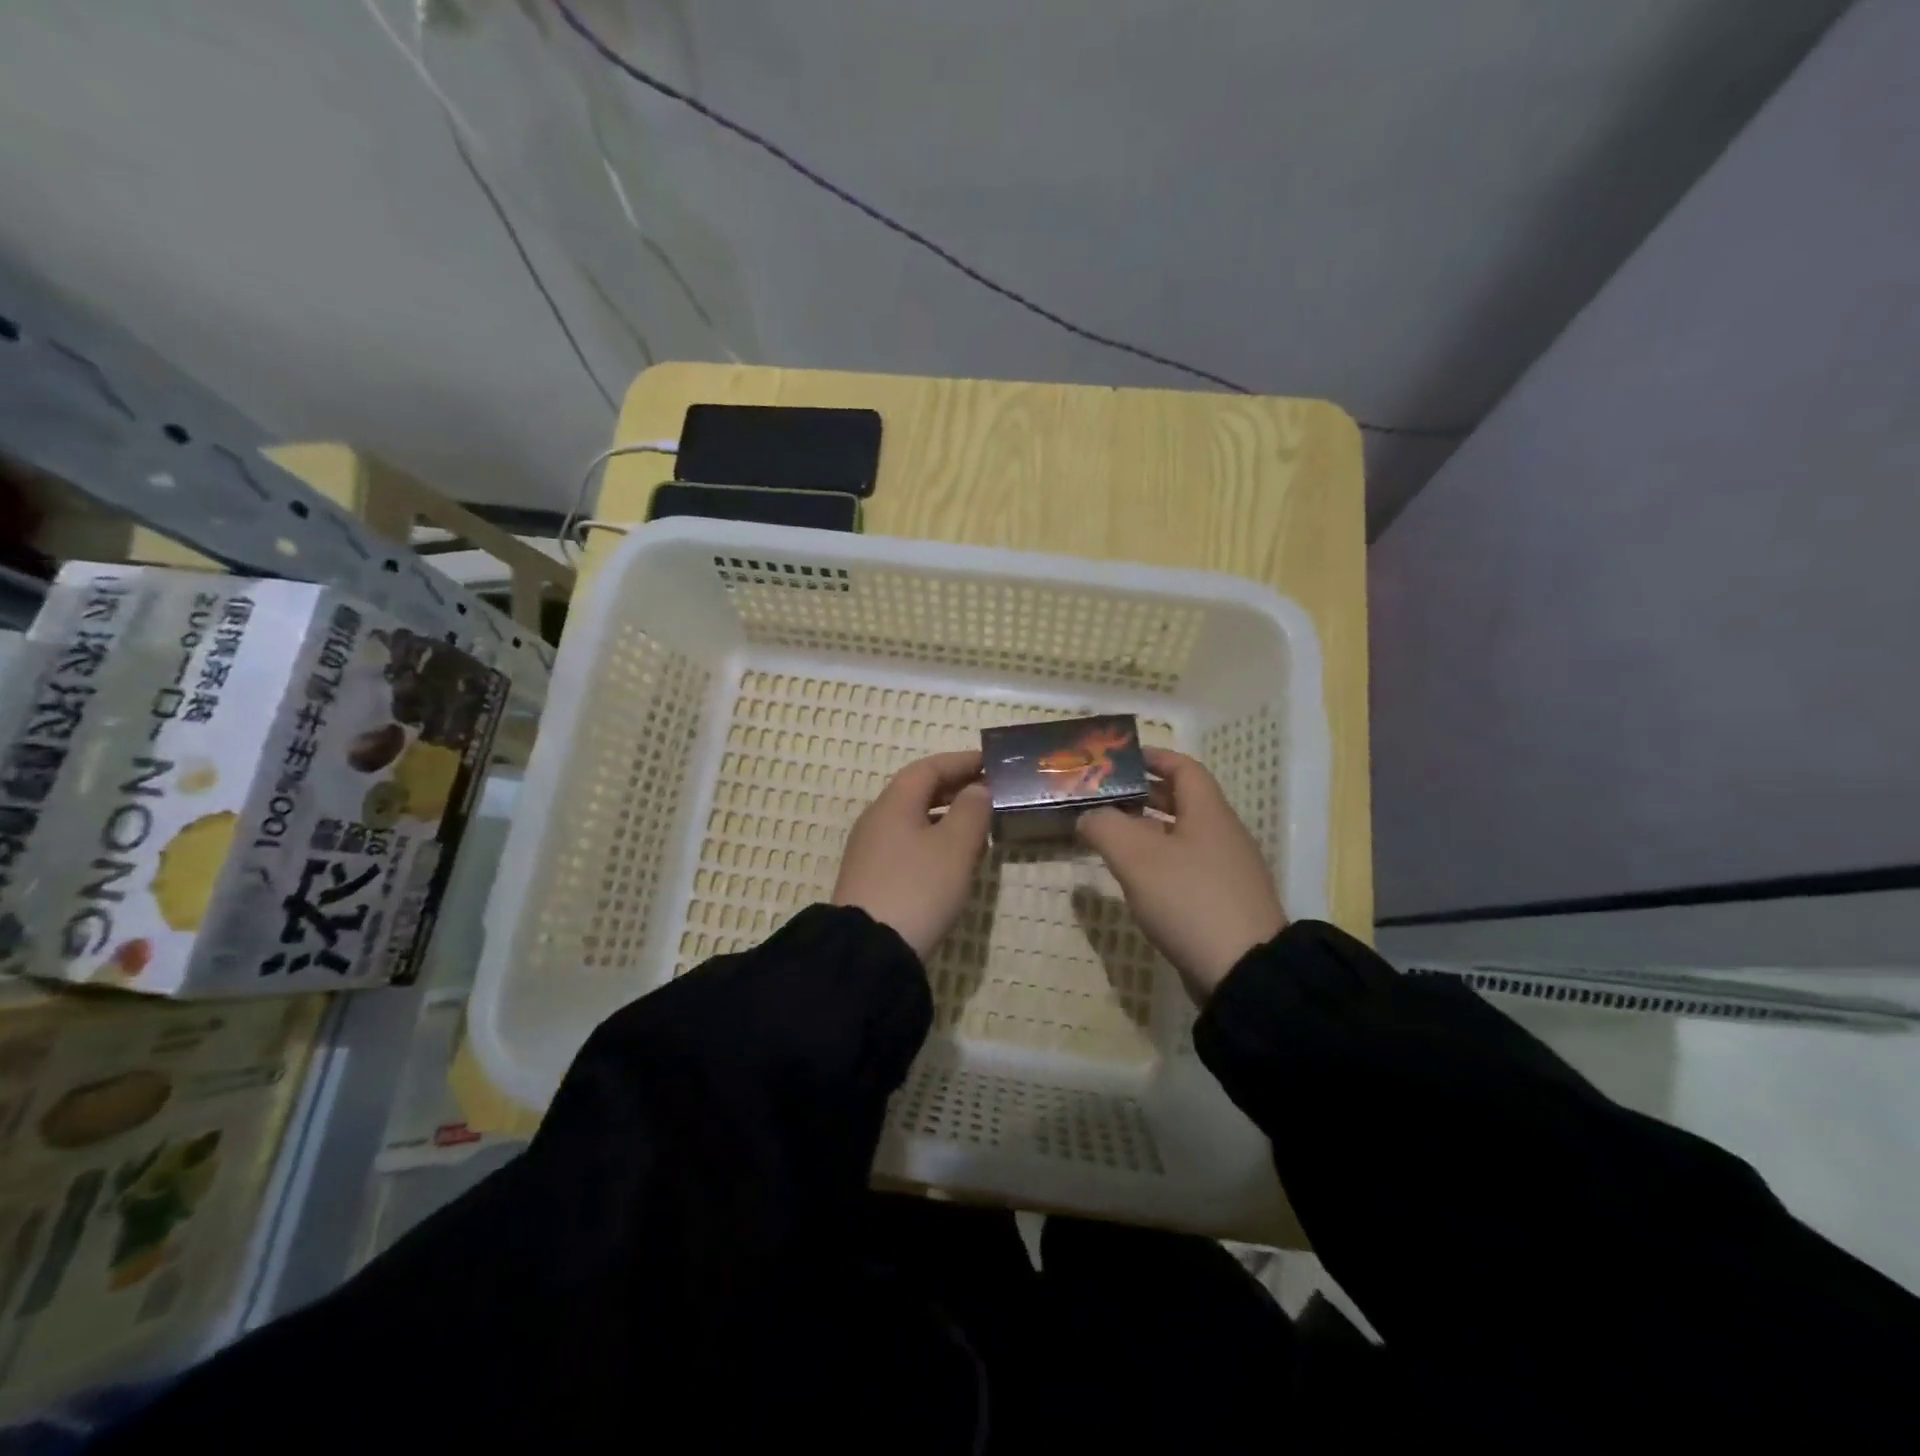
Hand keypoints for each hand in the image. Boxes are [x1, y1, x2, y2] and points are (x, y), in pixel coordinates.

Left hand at [833, 750, 991, 960]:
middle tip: (990, 793)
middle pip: (918, 792)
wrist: (869, 951)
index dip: (961, 762)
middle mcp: (877, 820)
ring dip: (947, 818)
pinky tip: (954, 863)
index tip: (992, 763)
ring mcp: (870, 851)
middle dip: (955, 789)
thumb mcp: (955, 847)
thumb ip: (972, 811)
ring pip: (913, 821)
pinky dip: (934, 842)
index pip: (929, 768)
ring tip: (979, 829)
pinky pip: (907, 846)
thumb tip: (977, 789)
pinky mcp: (872, 879)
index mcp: (894, 804)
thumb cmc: (918, 888)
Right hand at [1077, 748, 1285, 1002]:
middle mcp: (1223, 834)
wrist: (1244, 972)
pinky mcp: (1224, 902)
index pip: (1184, 767)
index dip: (1153, 757)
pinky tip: (1136, 880)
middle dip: (1143, 795)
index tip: (1120, 759)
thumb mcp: (1136, 857)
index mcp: (1209, 812)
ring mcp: (1227, 871)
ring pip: (1182, 836)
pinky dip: (1159, 862)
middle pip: (1182, 801)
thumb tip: (1088, 816)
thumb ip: (1105, 827)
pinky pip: (1187, 868)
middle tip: (1104, 797)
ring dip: (1147, 831)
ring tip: (1110, 837)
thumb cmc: (1189, 899)